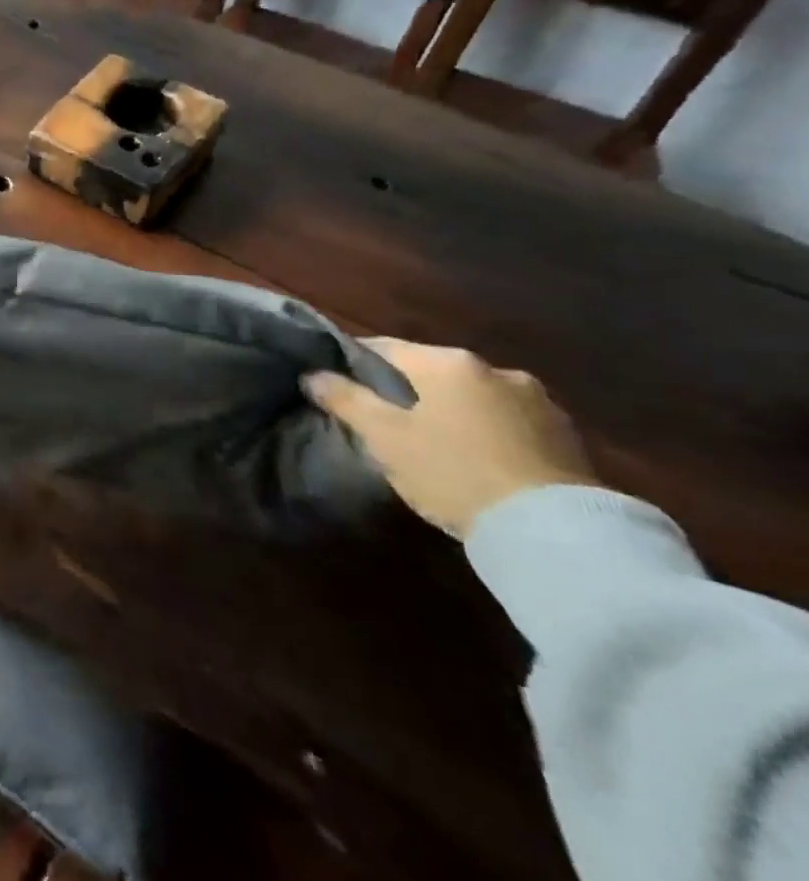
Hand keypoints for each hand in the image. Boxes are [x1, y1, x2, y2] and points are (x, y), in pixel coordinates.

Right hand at [303, 340, 597, 536]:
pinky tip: (477, 461)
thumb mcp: (384, 437)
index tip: (337, 383)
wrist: (557, 532)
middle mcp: (494, 369)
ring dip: (452, 412)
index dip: (355, 362)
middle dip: (407, 390)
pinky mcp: (568, 437)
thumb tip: (312, 374)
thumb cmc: (453, 471)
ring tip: (433, 444)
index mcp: (446, 362)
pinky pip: (508, 423)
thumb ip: (346, 399)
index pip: (385, 347)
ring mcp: (538, 402)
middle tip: (384, 420)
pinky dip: (487, 433)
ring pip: (473, 397)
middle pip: (432, 372)